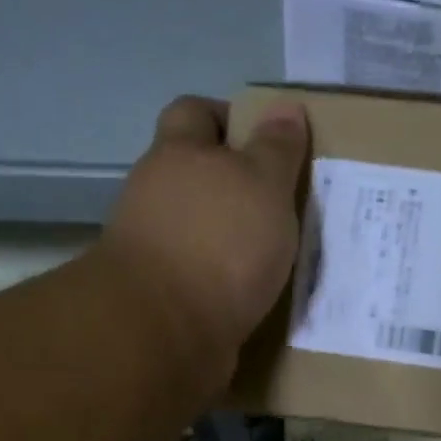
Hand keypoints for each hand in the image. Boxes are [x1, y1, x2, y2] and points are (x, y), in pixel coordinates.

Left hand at [101, 95, 309, 355]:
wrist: (166, 332)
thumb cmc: (220, 243)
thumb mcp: (264, 185)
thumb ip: (277, 149)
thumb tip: (286, 107)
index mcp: (178, 155)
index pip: (195, 113)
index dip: (229, 119)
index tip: (267, 142)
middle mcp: (156, 196)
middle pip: (194, 176)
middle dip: (235, 186)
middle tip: (282, 204)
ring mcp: (154, 249)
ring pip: (199, 230)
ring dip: (232, 239)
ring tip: (278, 255)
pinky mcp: (162, 297)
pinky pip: (200, 278)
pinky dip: (226, 282)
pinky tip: (258, 294)